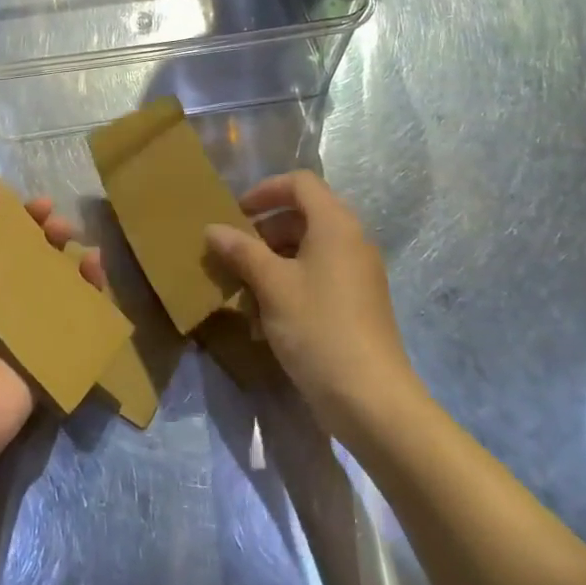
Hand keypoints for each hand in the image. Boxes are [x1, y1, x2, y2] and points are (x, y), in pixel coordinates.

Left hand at [0, 159, 104, 459]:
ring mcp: (16, 316)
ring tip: (67, 232)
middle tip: (46, 209)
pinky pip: (70, 304)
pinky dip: (85, 282)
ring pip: (44, 267)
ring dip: (58, 244)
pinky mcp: (45, 340)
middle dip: (29, 219)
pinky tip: (93, 264)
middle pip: (12, 243)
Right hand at [205, 171, 415, 436]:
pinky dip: (290, 286)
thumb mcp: (272, 286)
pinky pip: (318, 278)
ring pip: (307, 251)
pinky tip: (264, 321)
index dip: (265, 190)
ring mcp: (357, 274)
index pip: (300, 183)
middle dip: (264, 232)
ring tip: (243, 291)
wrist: (372, 401)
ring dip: (272, 263)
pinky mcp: (357, 305)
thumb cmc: (318, 328)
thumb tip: (213, 228)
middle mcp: (351, 241)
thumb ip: (241, 251)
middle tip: (233, 254)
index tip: (236, 213)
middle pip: (302, 216)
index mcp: (335, 224)